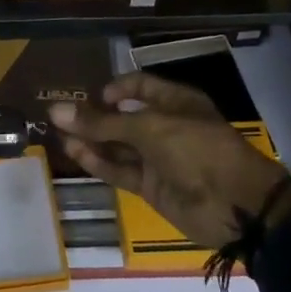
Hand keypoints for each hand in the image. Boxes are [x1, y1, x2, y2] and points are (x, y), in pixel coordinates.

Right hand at [50, 72, 290, 249]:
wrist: (234, 205)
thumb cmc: (196, 149)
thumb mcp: (148, 128)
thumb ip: (101, 123)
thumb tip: (56, 110)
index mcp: (175, 102)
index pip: (140, 86)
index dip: (116, 88)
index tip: (93, 96)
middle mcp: (165, 126)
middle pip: (124, 117)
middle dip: (95, 117)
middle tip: (60, 117)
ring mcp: (158, 158)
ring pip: (118, 146)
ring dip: (91, 141)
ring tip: (59, 136)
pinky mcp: (151, 186)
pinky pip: (121, 170)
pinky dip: (99, 163)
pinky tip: (76, 153)